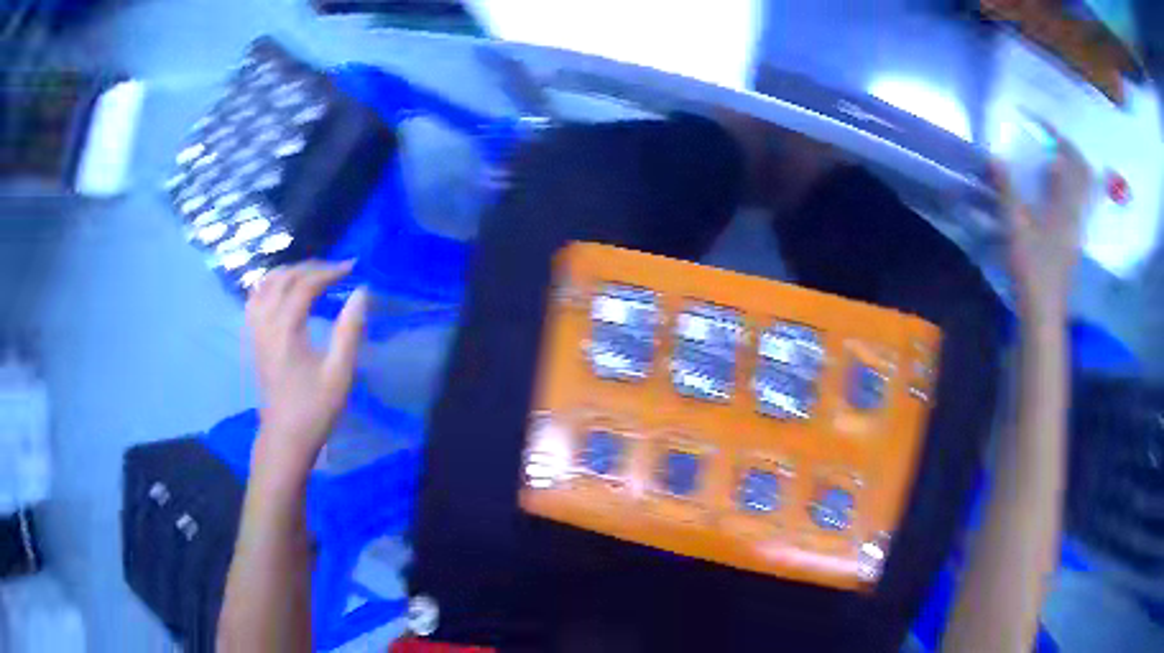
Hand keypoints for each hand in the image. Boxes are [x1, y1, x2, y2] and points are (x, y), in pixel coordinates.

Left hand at [246, 261, 368, 471]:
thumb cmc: (315, 408)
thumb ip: (350, 330)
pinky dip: (270, 285)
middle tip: (336, 270)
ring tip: (311, 274)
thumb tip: (361, 293)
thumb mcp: (339, 373)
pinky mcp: (253, 339)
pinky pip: (255, 299)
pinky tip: (282, 290)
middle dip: (310, 268)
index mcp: (285, 330)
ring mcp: (255, 331)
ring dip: (289, 272)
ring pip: (265, 285)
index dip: (328, 272)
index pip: (304, 285)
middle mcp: (265, 323)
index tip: (352, 268)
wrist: (285, 437)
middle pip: (283, 279)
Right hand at [992, 124, 1092, 318]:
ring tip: (1054, 158)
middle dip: (1070, 150)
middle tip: (1051, 137)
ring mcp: (1078, 227)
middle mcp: (1076, 212)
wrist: (1045, 311)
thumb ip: (1007, 190)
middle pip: (1083, 172)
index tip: (1040, 121)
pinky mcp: (1074, 239)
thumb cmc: (1032, 268)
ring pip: (1083, 188)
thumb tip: (995, 157)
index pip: (1069, 159)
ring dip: (1073, 168)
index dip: (1057, 135)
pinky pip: (1079, 203)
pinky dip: (1071, 187)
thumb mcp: (1015, 226)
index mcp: (1065, 204)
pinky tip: (1057, 189)